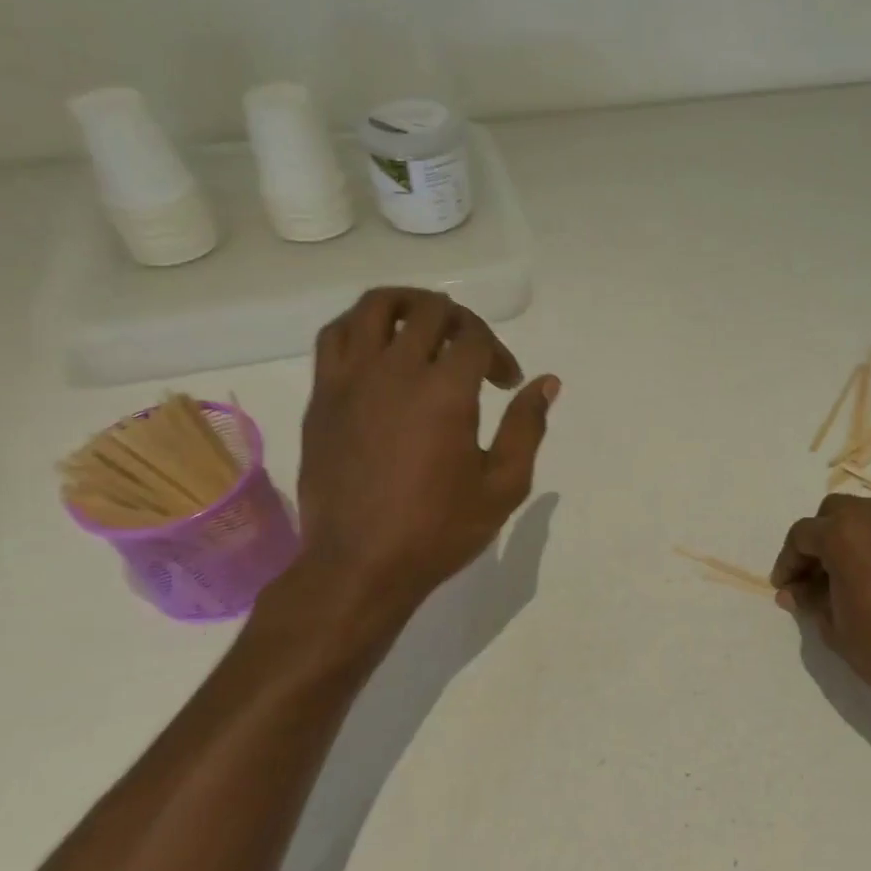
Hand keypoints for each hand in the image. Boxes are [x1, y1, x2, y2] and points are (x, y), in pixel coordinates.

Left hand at [281, 288, 557, 650]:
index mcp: (446, 393)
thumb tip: (547, 383)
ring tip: (426, 324)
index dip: (499, 353)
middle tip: (473, 354)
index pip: (475, 338)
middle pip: (430, 312)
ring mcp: (352, 380)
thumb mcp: (503, 485)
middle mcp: (396, 372)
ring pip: (375, 308)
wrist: (359, 565)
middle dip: (463, 323)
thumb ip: (527, 427)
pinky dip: (362, 326)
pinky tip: (379, 346)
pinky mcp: (322, 396)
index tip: (507, 383)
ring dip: (409, 305)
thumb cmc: (439, 530)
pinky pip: (336, 336)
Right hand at [771, 495, 870, 727]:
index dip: (788, 561)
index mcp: (844, 534)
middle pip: (836, 512)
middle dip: (821, 538)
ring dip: (856, 538)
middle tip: (817, 575)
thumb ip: (810, 600)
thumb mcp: (835, 629)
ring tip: (856, 576)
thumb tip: (794, 592)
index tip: (786, 587)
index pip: (802, 534)